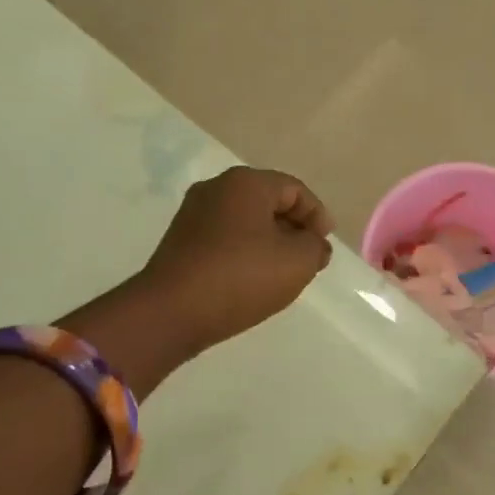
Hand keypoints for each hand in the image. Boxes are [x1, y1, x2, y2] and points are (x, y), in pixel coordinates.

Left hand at [139, 167, 334, 355]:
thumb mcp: (297, 262)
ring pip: (245, 220)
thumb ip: (316, 247)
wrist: (171, 312)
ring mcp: (193, 213)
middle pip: (268, 201)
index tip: (324, 247)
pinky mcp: (180, 240)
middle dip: (293, 228)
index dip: (317, 216)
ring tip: (281, 272)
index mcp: (246, 183)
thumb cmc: (241, 278)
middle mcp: (216, 188)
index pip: (294, 189)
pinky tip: (251, 278)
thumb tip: (313, 244)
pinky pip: (224, 236)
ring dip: (269, 241)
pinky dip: (244, 251)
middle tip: (307, 259)